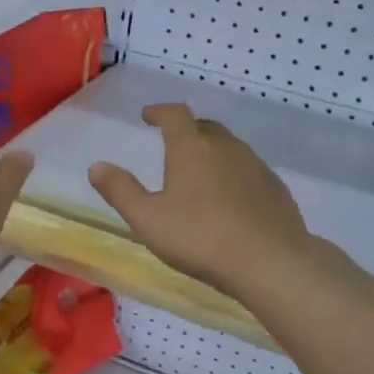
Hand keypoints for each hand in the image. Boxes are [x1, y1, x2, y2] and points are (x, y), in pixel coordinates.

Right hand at [88, 103, 316, 300]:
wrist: (269, 261)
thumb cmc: (200, 238)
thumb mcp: (147, 219)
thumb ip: (121, 191)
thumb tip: (97, 166)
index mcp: (191, 148)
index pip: (174, 114)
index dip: (159, 111)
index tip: (148, 115)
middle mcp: (226, 148)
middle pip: (205, 127)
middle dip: (187, 130)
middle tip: (173, 143)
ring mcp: (255, 166)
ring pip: (230, 148)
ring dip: (212, 152)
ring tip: (200, 172)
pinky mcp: (276, 189)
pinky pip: (249, 171)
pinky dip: (234, 174)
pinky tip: (230, 199)